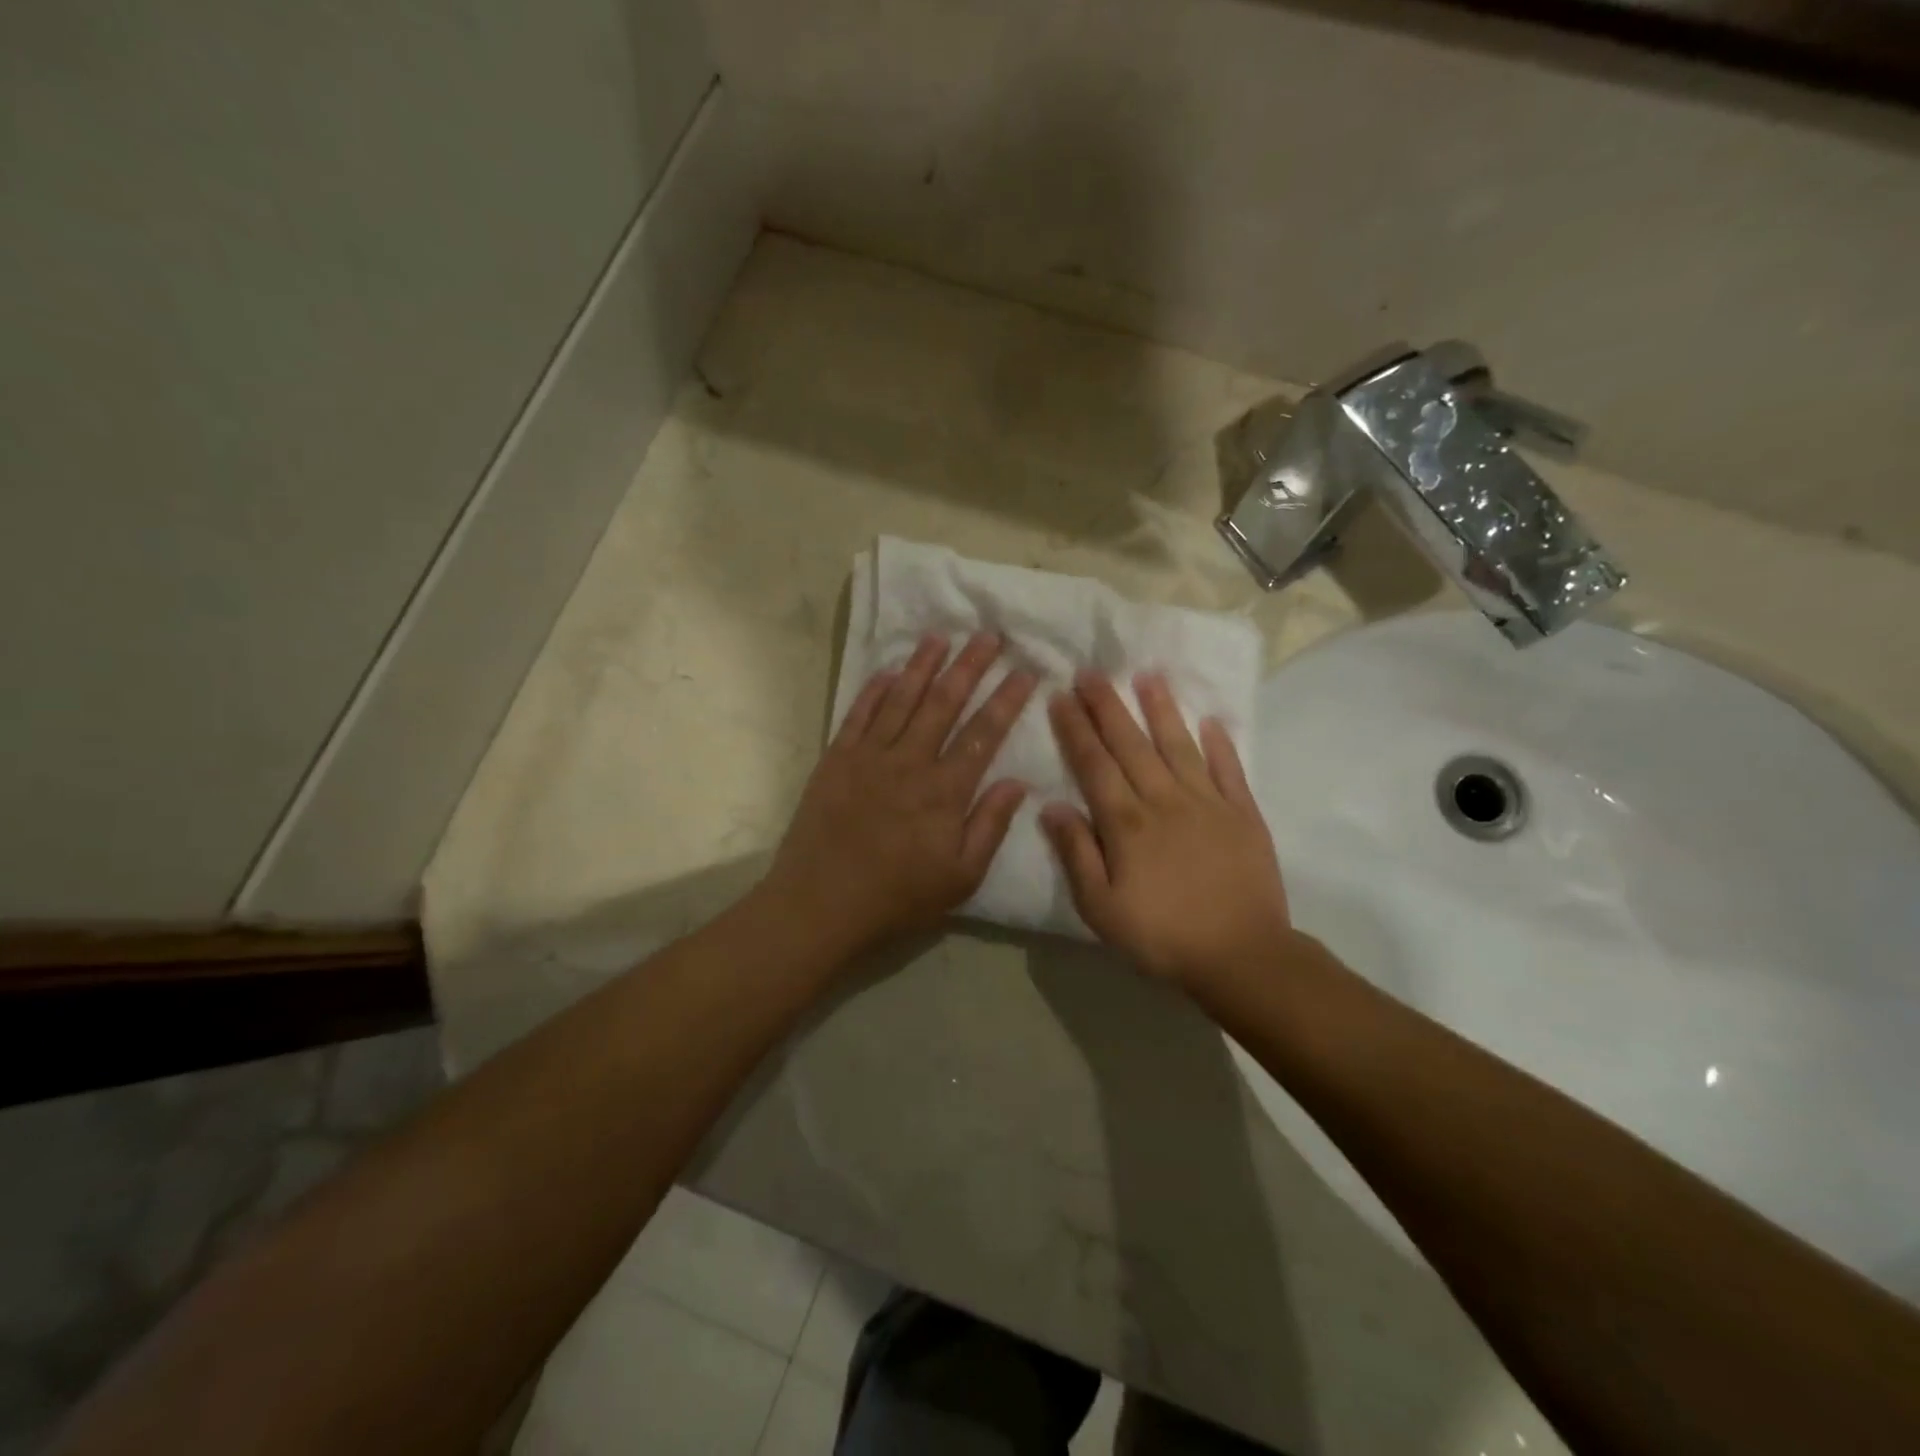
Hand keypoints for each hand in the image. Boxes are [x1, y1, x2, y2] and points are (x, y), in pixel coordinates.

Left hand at [766, 632, 1036, 958]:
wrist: (819, 905)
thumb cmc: (897, 898)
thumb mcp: (960, 877)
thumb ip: (990, 826)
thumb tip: (1019, 782)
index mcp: (944, 790)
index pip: (984, 733)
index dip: (1006, 700)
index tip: (1025, 671)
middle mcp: (909, 761)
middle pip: (944, 702)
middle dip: (969, 666)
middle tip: (988, 635)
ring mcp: (868, 756)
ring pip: (901, 699)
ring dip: (922, 665)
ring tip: (940, 637)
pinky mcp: (835, 760)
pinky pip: (858, 715)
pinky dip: (874, 690)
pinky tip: (888, 671)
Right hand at [1042, 671, 1293, 987]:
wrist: (1241, 956)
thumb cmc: (1161, 936)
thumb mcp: (1101, 907)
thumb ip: (1077, 854)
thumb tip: (1052, 806)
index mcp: (1126, 823)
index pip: (1095, 764)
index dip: (1076, 729)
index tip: (1061, 696)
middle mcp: (1164, 800)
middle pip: (1131, 745)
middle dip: (1108, 706)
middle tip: (1092, 672)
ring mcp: (1208, 803)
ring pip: (1179, 746)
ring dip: (1161, 710)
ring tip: (1147, 676)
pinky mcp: (1244, 814)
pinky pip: (1229, 770)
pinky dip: (1220, 744)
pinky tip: (1210, 721)